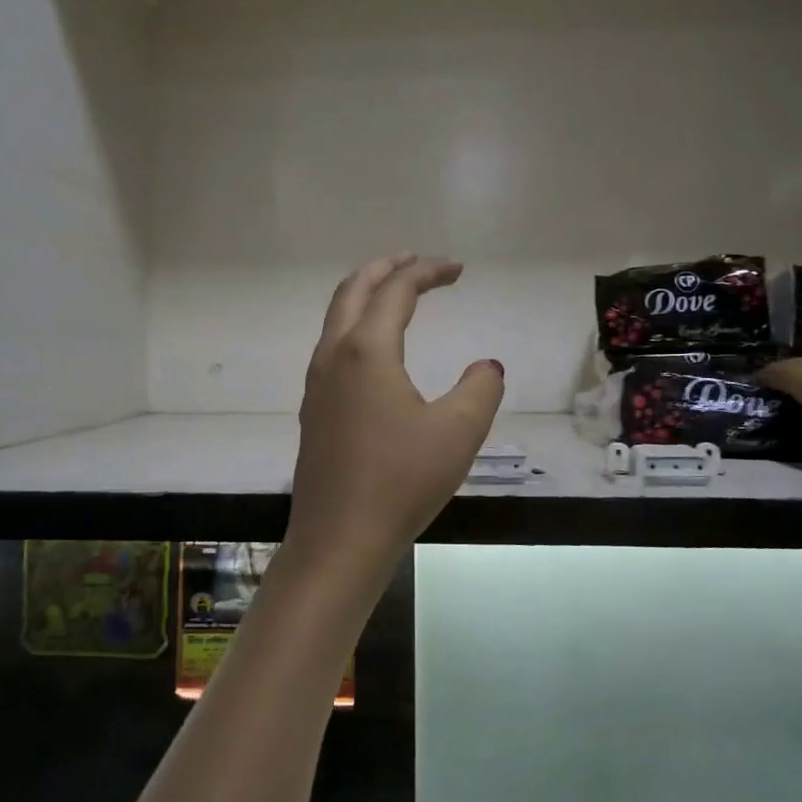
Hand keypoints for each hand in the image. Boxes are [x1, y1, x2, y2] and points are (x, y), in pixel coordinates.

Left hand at [287, 255, 505, 586]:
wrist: (339, 540)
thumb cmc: (400, 482)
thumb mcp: (458, 432)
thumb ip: (480, 388)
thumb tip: (486, 366)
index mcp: (366, 350)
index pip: (397, 291)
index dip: (429, 272)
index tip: (459, 269)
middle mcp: (334, 355)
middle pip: (354, 290)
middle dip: (386, 268)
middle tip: (418, 262)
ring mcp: (318, 382)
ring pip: (337, 317)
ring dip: (366, 294)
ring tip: (396, 293)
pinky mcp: (314, 408)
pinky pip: (333, 345)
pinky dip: (356, 324)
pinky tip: (376, 349)